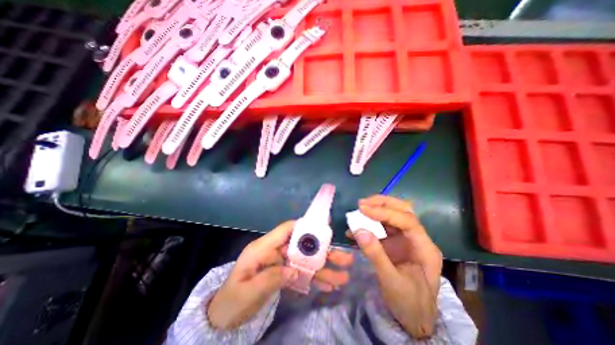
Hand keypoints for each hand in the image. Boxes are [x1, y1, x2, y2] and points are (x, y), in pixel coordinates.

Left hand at [208, 219, 352, 329]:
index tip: (323, 227)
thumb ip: (270, 279)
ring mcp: (280, 263)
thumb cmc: (231, 301)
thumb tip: (293, 271)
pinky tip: (329, 285)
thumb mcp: (247, 292)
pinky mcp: (283, 274)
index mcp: (263, 248)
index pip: (285, 230)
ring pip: (305, 261)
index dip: (303, 225)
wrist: (222, 318)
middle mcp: (274, 252)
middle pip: (301, 246)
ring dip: (323, 267)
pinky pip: (301, 274)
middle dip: (322, 251)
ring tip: (343, 276)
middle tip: (343, 257)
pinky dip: (314, 278)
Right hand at [345, 195, 442, 338]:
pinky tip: (355, 229)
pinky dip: (368, 224)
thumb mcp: (391, 282)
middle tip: (362, 203)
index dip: (385, 212)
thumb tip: (359, 230)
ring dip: (375, 210)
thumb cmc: (409, 304)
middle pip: (403, 211)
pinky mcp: (394, 243)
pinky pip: (381, 227)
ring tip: (358, 211)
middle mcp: (416, 239)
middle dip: (382, 203)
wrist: (414, 319)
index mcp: (424, 248)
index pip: (407, 220)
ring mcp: (405, 239)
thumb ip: (376, 255)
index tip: (363, 209)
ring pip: (392, 216)